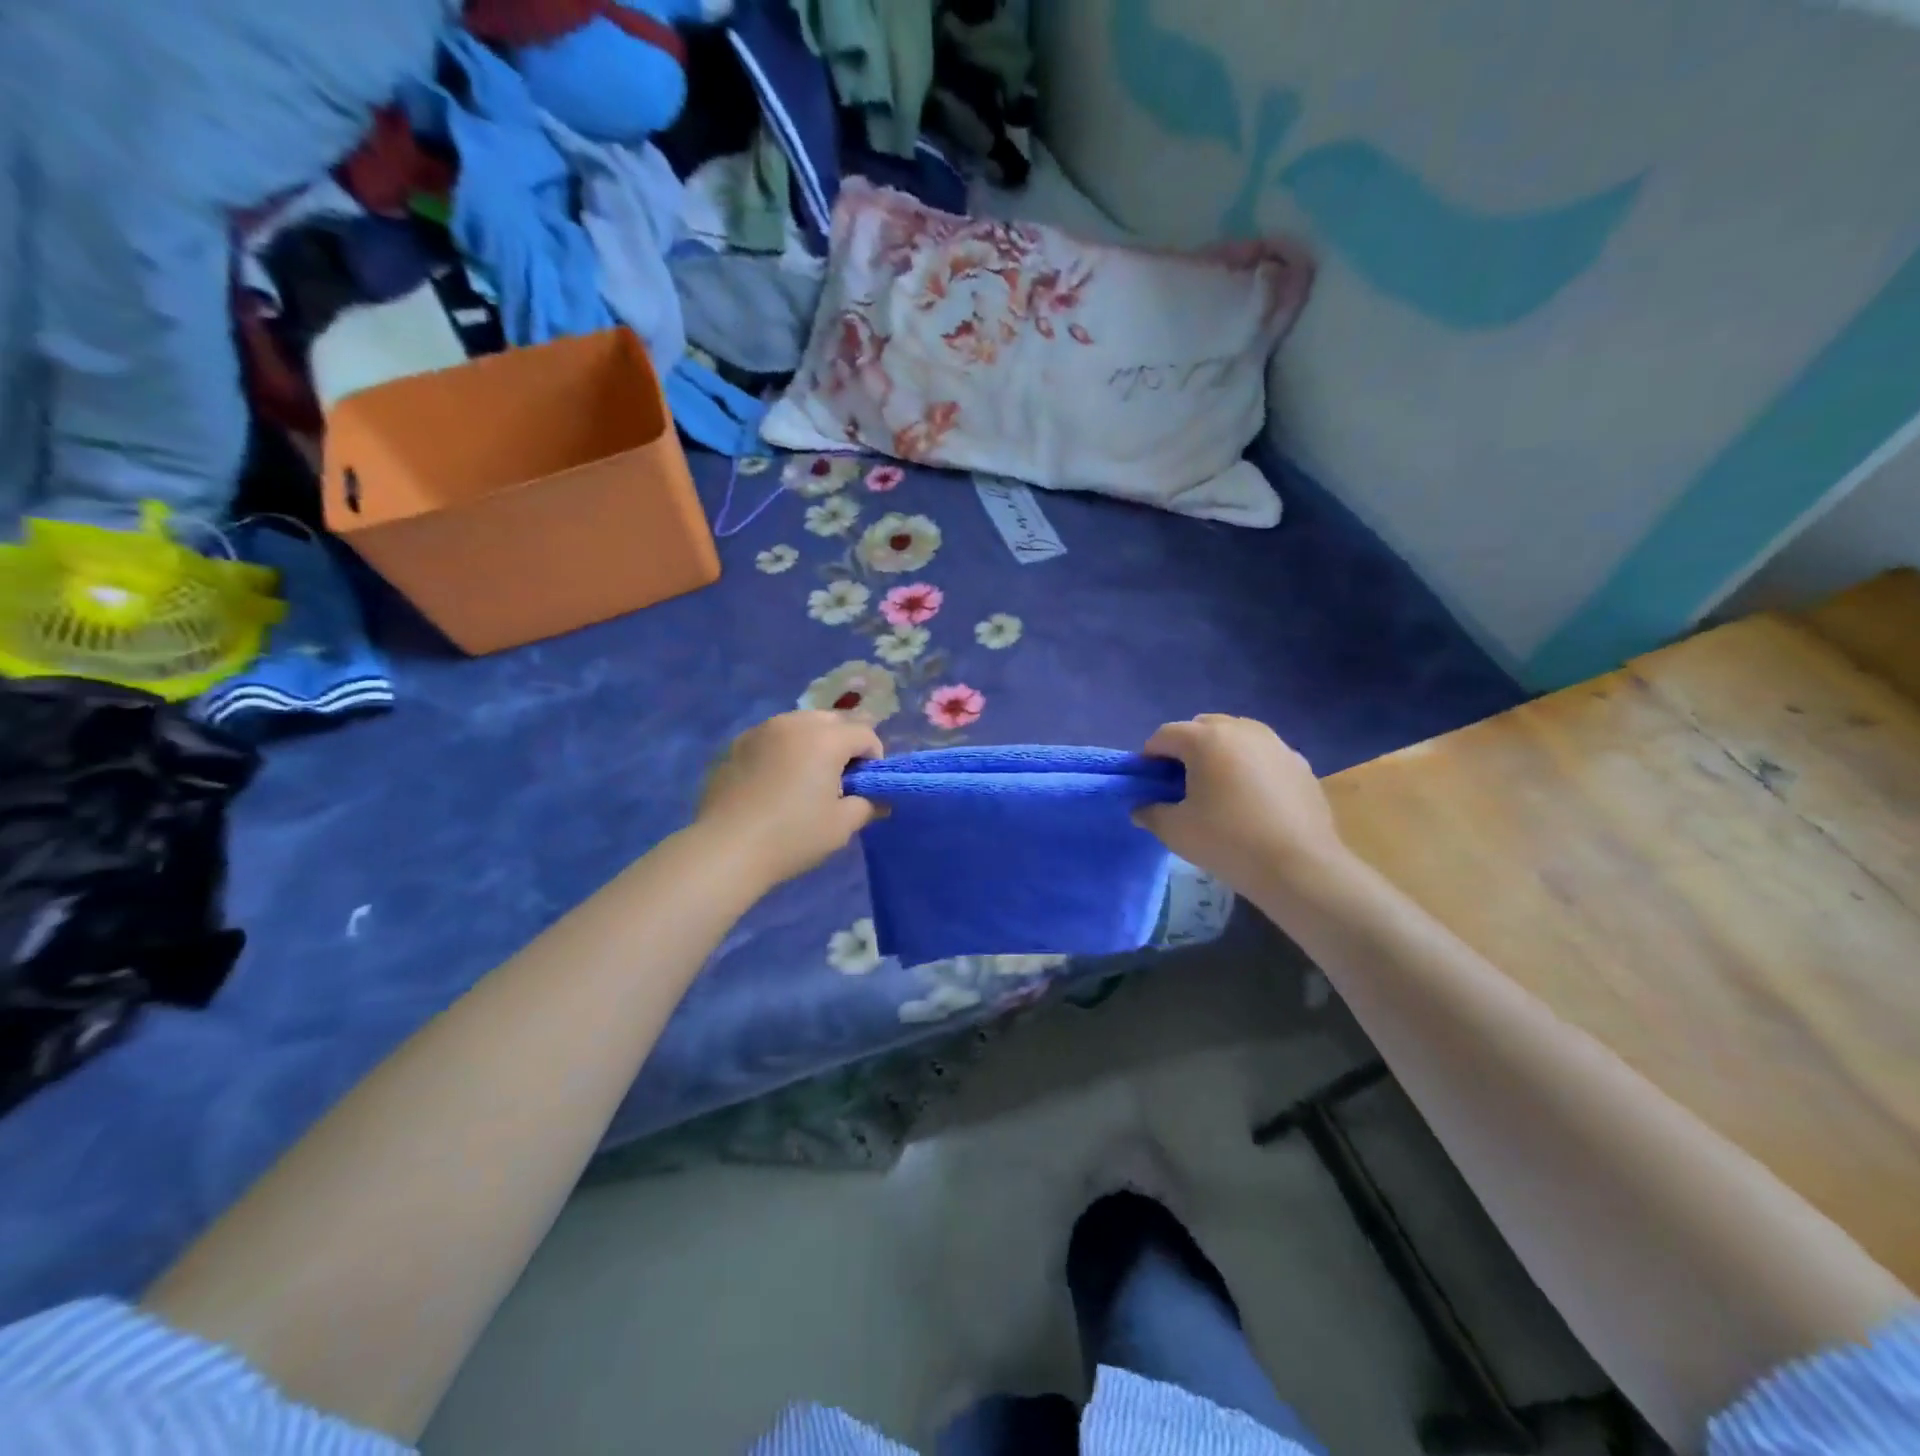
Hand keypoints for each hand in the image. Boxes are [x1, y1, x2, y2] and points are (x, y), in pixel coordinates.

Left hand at [696, 711, 882, 888]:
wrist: (726, 849)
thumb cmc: (792, 836)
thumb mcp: (841, 826)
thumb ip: (868, 806)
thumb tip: (880, 801)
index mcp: (826, 738)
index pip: (865, 733)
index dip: (874, 757)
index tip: (866, 786)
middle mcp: (794, 723)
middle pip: (833, 720)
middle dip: (844, 743)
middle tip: (839, 779)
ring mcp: (760, 730)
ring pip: (799, 724)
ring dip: (813, 743)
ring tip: (806, 777)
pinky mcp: (735, 744)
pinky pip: (771, 738)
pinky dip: (783, 751)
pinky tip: (774, 782)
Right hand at [1135, 715, 1349, 895]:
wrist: (1300, 866)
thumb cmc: (1228, 842)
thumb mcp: (1176, 831)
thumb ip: (1151, 813)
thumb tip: (1141, 809)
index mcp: (1206, 739)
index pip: (1165, 735)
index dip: (1150, 756)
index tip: (1148, 783)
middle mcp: (1242, 730)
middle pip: (1203, 727)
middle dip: (1186, 748)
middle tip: (1181, 782)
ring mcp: (1276, 744)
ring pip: (1237, 736)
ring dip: (1220, 752)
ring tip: (1218, 787)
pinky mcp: (1300, 764)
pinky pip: (1264, 755)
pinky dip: (1250, 766)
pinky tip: (1252, 799)